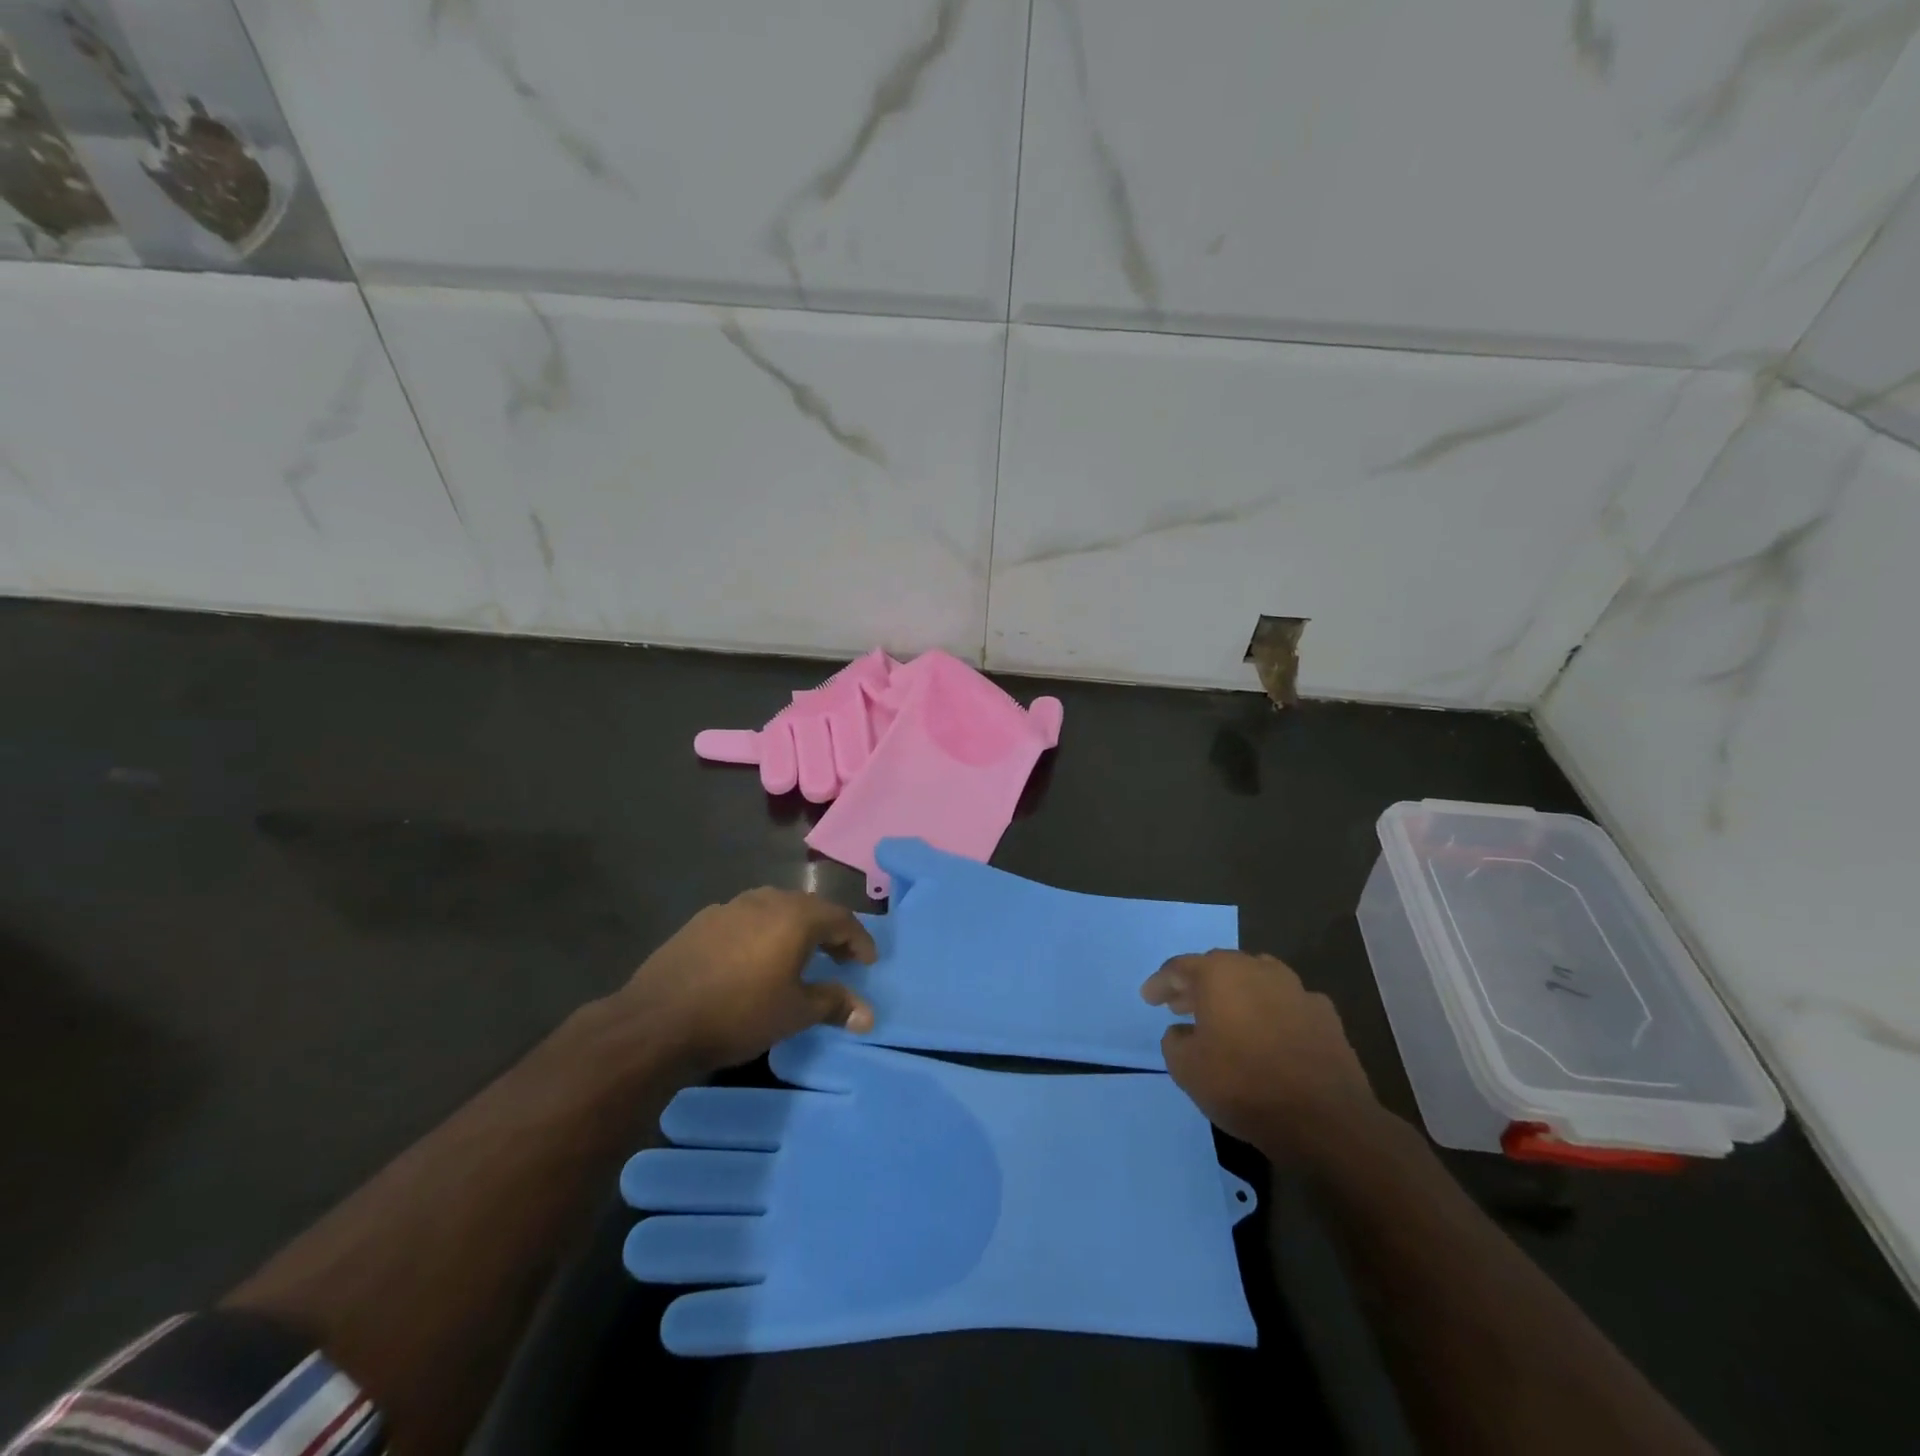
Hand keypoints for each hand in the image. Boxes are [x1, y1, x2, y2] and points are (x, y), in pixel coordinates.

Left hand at [616, 889, 877, 1076]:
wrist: (657, 1022)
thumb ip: (834, 1005)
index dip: (858, 940)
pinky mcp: (701, 921)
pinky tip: (752, 959)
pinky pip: (744, 919)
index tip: (868, 962)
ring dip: (793, 928)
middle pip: (808, 908)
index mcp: (795, 917)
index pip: (841, 919)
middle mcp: (765, 901)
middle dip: (828, 931)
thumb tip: (868, 1015)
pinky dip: (761, 933)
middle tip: (838, 957)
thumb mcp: (794, 1013)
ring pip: (774, 909)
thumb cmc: (739, 1014)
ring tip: (797, 956)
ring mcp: (729, 907)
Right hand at [1142, 950, 1377, 1158]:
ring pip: (1256, 980)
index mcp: (1220, 973)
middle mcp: (1257, 969)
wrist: (1325, 1120)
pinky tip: (1268, 1034)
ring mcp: (1296, 989)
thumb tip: (1182, 1032)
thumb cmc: (1244, 1086)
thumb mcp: (1187, 1069)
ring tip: (1225, 1018)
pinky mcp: (1325, 1015)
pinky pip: (1287, 1004)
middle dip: (1197, 985)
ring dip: (1236, 994)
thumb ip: (1174, 1042)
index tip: (1148, 998)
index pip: (1180, 968)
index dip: (1160, 983)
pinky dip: (1271, 1013)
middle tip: (1180, 1006)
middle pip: (1219, 968)